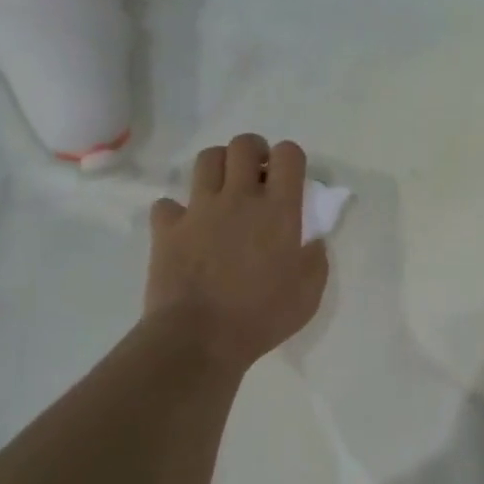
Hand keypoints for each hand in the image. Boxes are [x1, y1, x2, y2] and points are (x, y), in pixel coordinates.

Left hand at [144, 134, 329, 370]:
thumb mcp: (309, 294)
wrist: (199, 338)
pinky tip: (186, 228)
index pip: (289, 154)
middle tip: (257, 176)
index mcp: (278, 210)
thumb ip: (315, 260)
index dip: (291, 158)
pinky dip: (177, 211)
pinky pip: (168, 204)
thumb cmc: (261, 317)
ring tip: (223, 191)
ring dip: (219, 168)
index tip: (289, 177)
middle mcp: (238, 198)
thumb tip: (314, 241)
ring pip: (206, 160)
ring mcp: (199, 210)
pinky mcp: (167, 228)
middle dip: (254, 151)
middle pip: (243, 146)